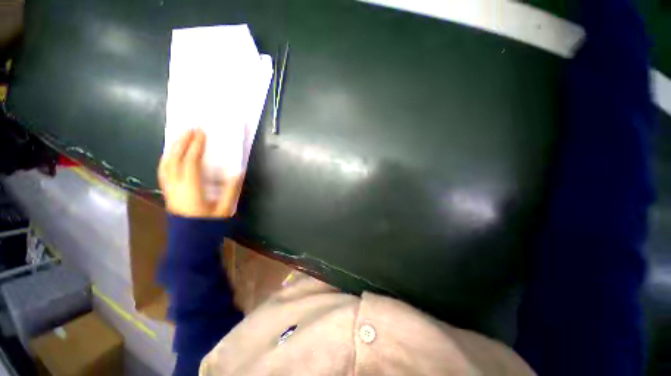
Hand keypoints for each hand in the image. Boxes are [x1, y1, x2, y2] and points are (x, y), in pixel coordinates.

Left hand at [158, 129, 243, 217]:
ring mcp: (169, 188)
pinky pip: (163, 170)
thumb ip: (231, 190)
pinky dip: (167, 158)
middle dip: (182, 142)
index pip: (190, 162)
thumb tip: (238, 172)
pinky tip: (172, 154)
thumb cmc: (208, 225)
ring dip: (172, 148)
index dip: (196, 146)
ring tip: (181, 137)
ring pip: (165, 163)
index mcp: (191, 189)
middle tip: (190, 129)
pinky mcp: (167, 191)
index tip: (201, 133)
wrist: (189, 240)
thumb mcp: (224, 209)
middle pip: (174, 159)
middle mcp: (176, 186)